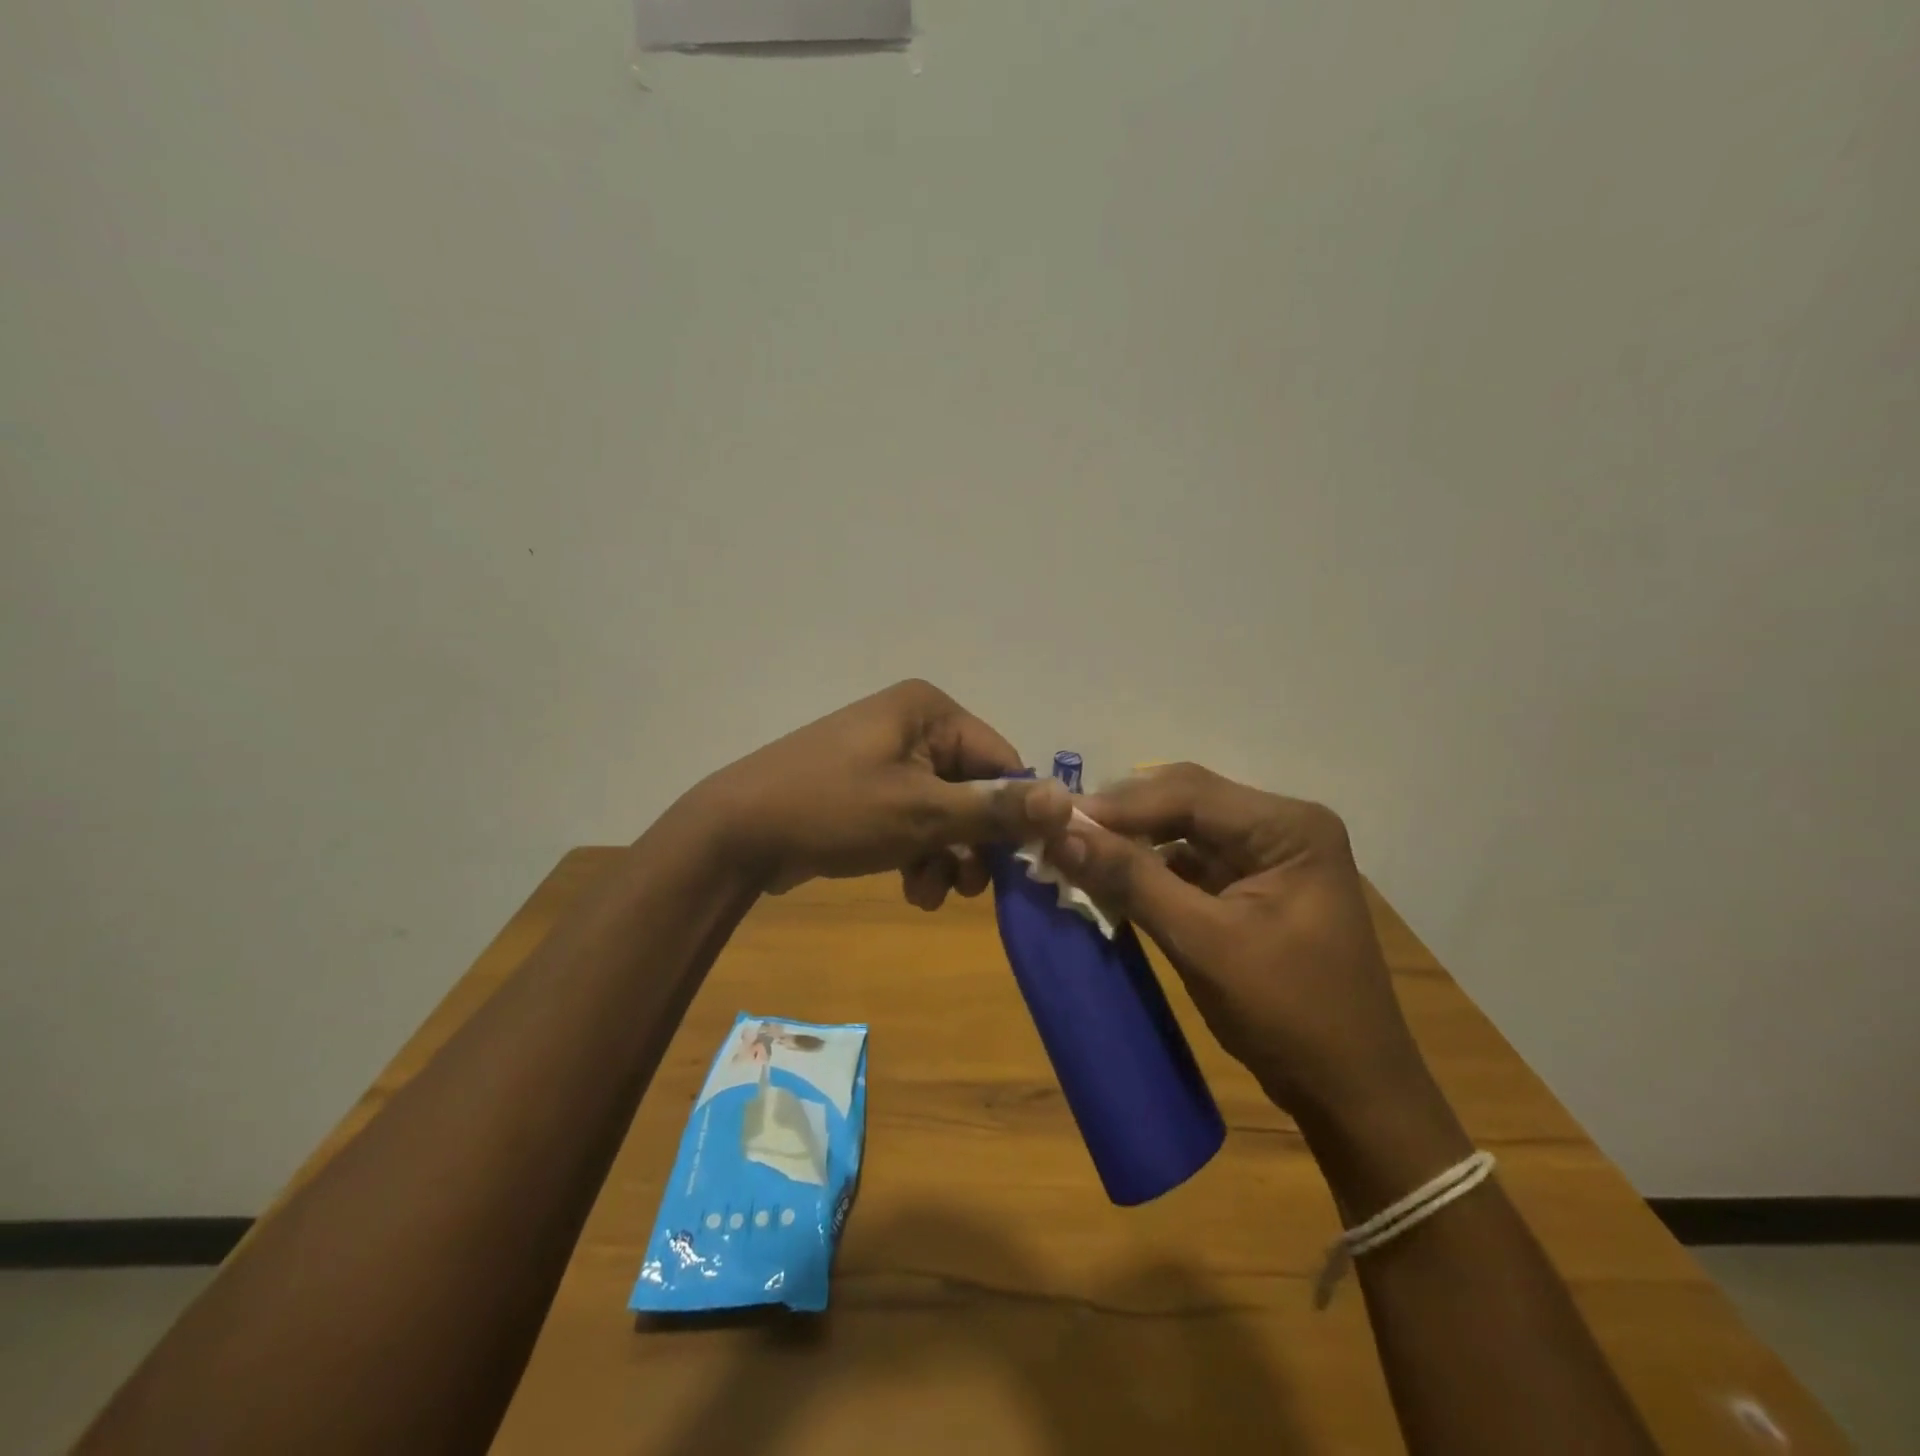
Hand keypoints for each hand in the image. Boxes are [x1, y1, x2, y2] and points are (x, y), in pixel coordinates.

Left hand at [694, 680, 1071, 903]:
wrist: (738, 833)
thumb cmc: (835, 810)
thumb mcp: (923, 813)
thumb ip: (996, 809)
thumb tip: (1070, 800)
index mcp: (929, 711)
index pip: (1001, 761)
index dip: (1014, 815)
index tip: (1020, 867)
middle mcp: (912, 725)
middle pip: (973, 789)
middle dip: (973, 844)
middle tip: (969, 889)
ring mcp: (886, 757)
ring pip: (944, 812)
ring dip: (946, 857)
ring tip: (930, 894)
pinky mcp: (868, 788)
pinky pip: (913, 820)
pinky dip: (918, 854)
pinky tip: (911, 890)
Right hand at [1041, 763, 1425, 1122]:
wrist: (1351, 1091)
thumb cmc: (1290, 1014)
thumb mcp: (1205, 943)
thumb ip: (1132, 881)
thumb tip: (1061, 834)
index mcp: (1288, 827)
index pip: (1189, 793)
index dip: (1119, 804)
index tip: (1056, 819)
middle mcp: (1280, 827)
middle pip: (1185, 802)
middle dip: (1122, 818)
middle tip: (1060, 832)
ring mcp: (1267, 856)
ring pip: (1181, 830)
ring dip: (1130, 843)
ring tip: (1074, 852)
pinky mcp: (1250, 886)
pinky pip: (1187, 862)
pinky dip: (1147, 869)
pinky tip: (1109, 879)